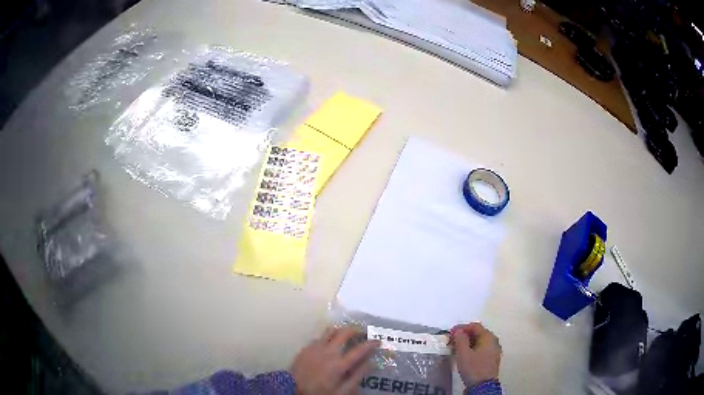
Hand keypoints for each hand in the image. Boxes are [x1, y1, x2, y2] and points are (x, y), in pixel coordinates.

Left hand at [291, 327, 379, 394]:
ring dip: (341, 330)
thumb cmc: (320, 392)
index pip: (360, 350)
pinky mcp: (306, 347)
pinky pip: (319, 337)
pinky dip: (328, 337)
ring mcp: (315, 348)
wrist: (293, 389)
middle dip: (356, 330)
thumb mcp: (342, 391)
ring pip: (330, 330)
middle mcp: (328, 352)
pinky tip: (329, 344)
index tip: (378, 341)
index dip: (371, 344)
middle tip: (363, 333)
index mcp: (339, 364)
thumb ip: (357, 377)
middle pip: (345, 333)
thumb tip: (371, 364)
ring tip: (347, 333)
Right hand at [451, 322, 500, 386]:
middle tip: (452, 340)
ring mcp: (494, 350)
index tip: (450, 333)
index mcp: (488, 337)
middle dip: (464, 335)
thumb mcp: (463, 353)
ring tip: (456, 348)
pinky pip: (482, 349)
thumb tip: (458, 330)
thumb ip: (460, 339)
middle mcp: (494, 341)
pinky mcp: (492, 359)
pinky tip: (465, 355)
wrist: (483, 386)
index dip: (461, 327)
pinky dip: (472, 349)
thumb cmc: (473, 368)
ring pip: (479, 342)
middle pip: (478, 333)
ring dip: (468, 343)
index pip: (475, 326)